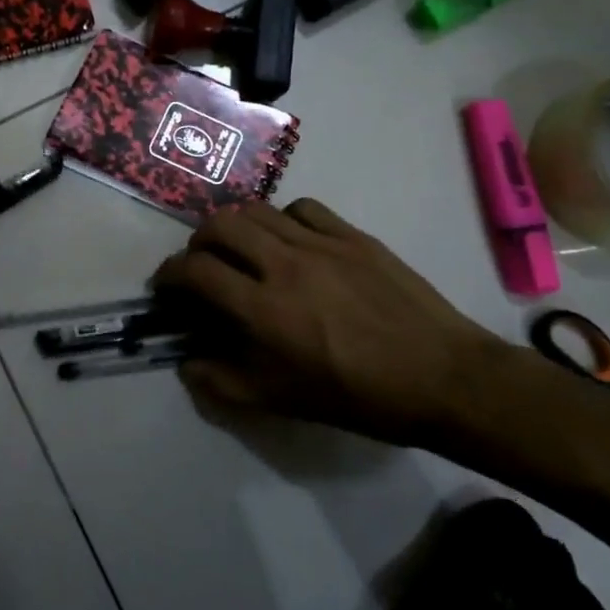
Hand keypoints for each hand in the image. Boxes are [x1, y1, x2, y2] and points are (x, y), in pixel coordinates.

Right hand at [150, 199, 504, 444]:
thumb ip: (224, 382)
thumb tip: (187, 363)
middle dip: (198, 242)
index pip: (196, 271)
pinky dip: (282, 219)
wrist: (442, 377)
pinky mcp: (353, 235)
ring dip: (235, 226)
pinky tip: (290, 241)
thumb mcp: (283, 401)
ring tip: (240, 248)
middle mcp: (285, 265)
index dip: (169, 274)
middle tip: (201, 263)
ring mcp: (321, 243)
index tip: (167, 286)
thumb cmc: (358, 396)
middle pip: (220, 226)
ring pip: (258, 211)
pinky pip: (303, 209)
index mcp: (264, 309)